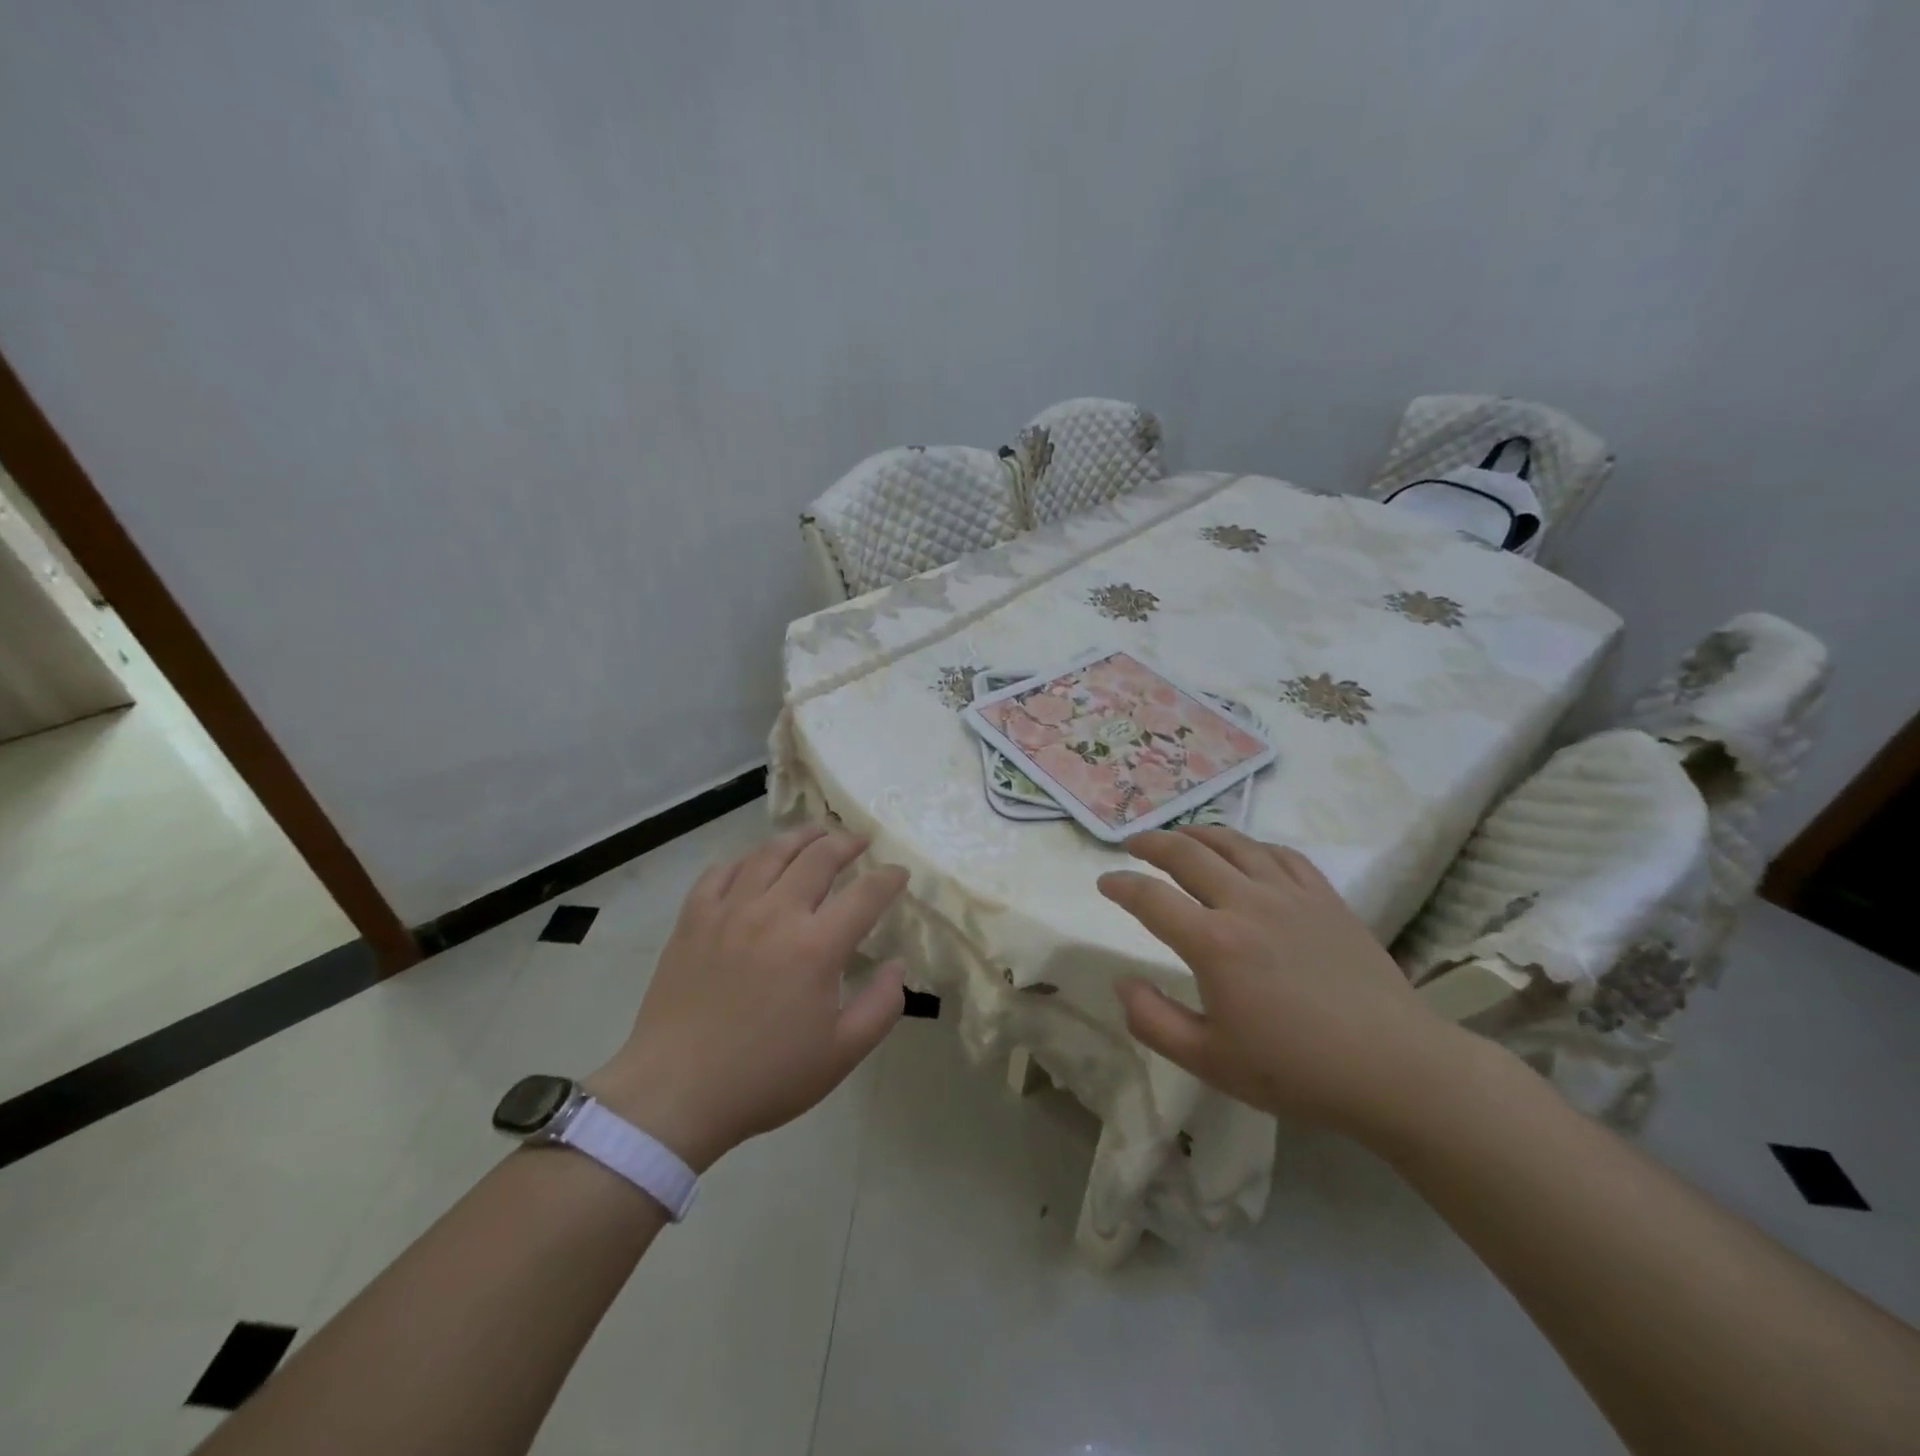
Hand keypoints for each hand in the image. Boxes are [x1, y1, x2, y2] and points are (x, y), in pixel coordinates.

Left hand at [588, 825, 907, 1169]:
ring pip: (770, 853)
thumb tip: (897, 966)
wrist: (675, 1094)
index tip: (900, 872)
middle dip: (847, 842)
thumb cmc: (765, 1077)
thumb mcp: (841, 1054)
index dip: (888, 878)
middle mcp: (775, 914)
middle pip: (819, 857)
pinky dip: (743, 860)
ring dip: (800, 836)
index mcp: (816, 946)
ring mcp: (730, 911)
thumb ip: (882, 1007)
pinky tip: (752, 864)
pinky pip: (720, 872)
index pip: (866, 894)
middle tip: (860, 840)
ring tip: (815, 831)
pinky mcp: (693, 919)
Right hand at [1098, 826, 1471, 1141]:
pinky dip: (1253, 845)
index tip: (1105, 882)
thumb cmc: (1296, 1070)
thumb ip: (1153, 1021)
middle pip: (1188, 854)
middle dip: (1152, 842)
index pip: (1150, 898)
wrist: (1394, 1068)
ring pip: (1234, 844)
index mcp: (1213, 943)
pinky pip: (1281, 855)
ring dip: (1198, 833)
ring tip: (1181, 835)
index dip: (1121, 885)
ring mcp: (1289, 895)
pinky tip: (1247, 852)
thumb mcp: (1209, 1061)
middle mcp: (1246, 904)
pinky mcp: (1325, 898)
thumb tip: (1122, 983)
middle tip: (1134, 844)